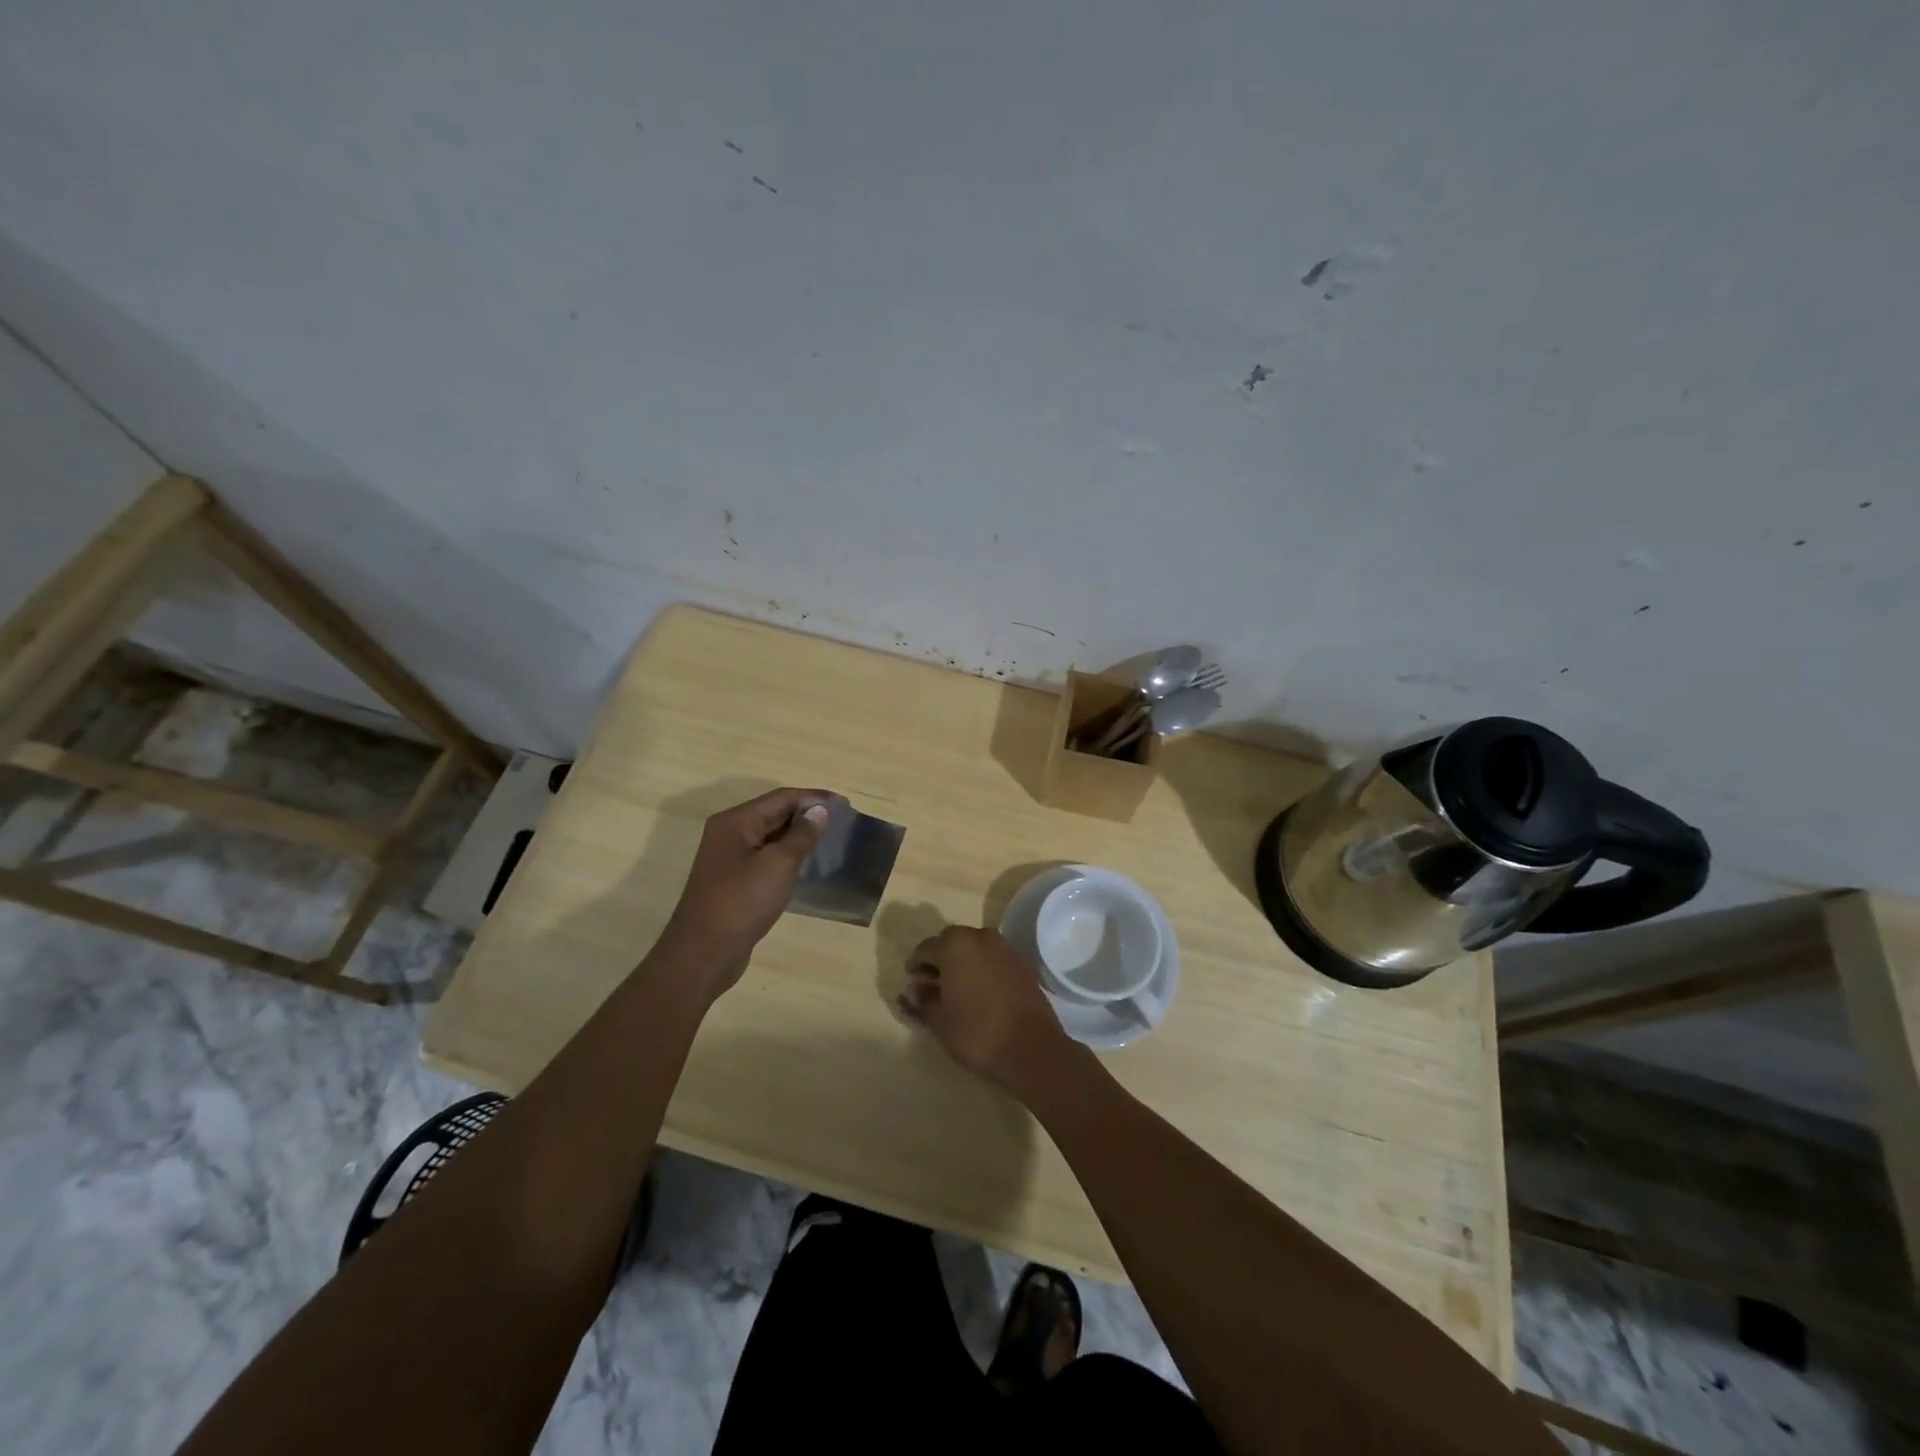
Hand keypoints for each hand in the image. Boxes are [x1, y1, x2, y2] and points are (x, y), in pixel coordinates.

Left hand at [661, 788, 829, 996]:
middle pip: (774, 814)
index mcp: (736, 822)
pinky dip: (788, 857)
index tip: (845, 805)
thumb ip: (802, 834)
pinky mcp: (735, 883)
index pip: (781, 798)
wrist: (704, 954)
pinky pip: (767, 859)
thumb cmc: (742, 902)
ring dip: (800, 837)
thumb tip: (819, 810)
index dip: (814, 798)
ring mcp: (730, 860)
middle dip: (808, 816)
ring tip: (831, 841)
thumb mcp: (779, 864)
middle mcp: (730, 834)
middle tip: (842, 822)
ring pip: (772, 838)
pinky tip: (808, 866)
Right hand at [898, 926, 1069, 1090]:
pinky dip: (980, 970)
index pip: (925, 949)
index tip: (912, 987)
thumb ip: (921, 1002)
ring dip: (960, 965)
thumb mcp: (939, 1020)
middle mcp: (980, 936)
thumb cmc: (977, 1032)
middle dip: (938, 963)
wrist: (1031, 1048)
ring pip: (973, 950)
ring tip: (954, 993)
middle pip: (950, 944)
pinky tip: (977, 995)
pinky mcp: (1021, 963)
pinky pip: (992, 960)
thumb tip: (909, 992)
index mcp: (955, 944)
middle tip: (930, 989)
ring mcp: (1004, 948)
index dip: (915, 968)